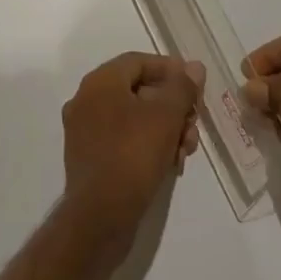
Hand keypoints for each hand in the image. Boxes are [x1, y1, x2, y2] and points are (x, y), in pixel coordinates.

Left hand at [61, 53, 203, 249]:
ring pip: (134, 118)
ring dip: (164, 129)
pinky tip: (170, 164)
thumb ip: (182, 87)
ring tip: (186, 150)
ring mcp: (85, 131)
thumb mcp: (166, 116)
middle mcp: (87, 100)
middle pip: (138, 90)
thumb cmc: (133, 155)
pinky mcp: (90, 159)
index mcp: (100, 82)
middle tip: (194, 124)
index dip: (170, 69)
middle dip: (172, 106)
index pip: (138, 61)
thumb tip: (194, 67)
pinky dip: (147, 145)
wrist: (100, 218)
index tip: (194, 86)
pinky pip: (123, 140)